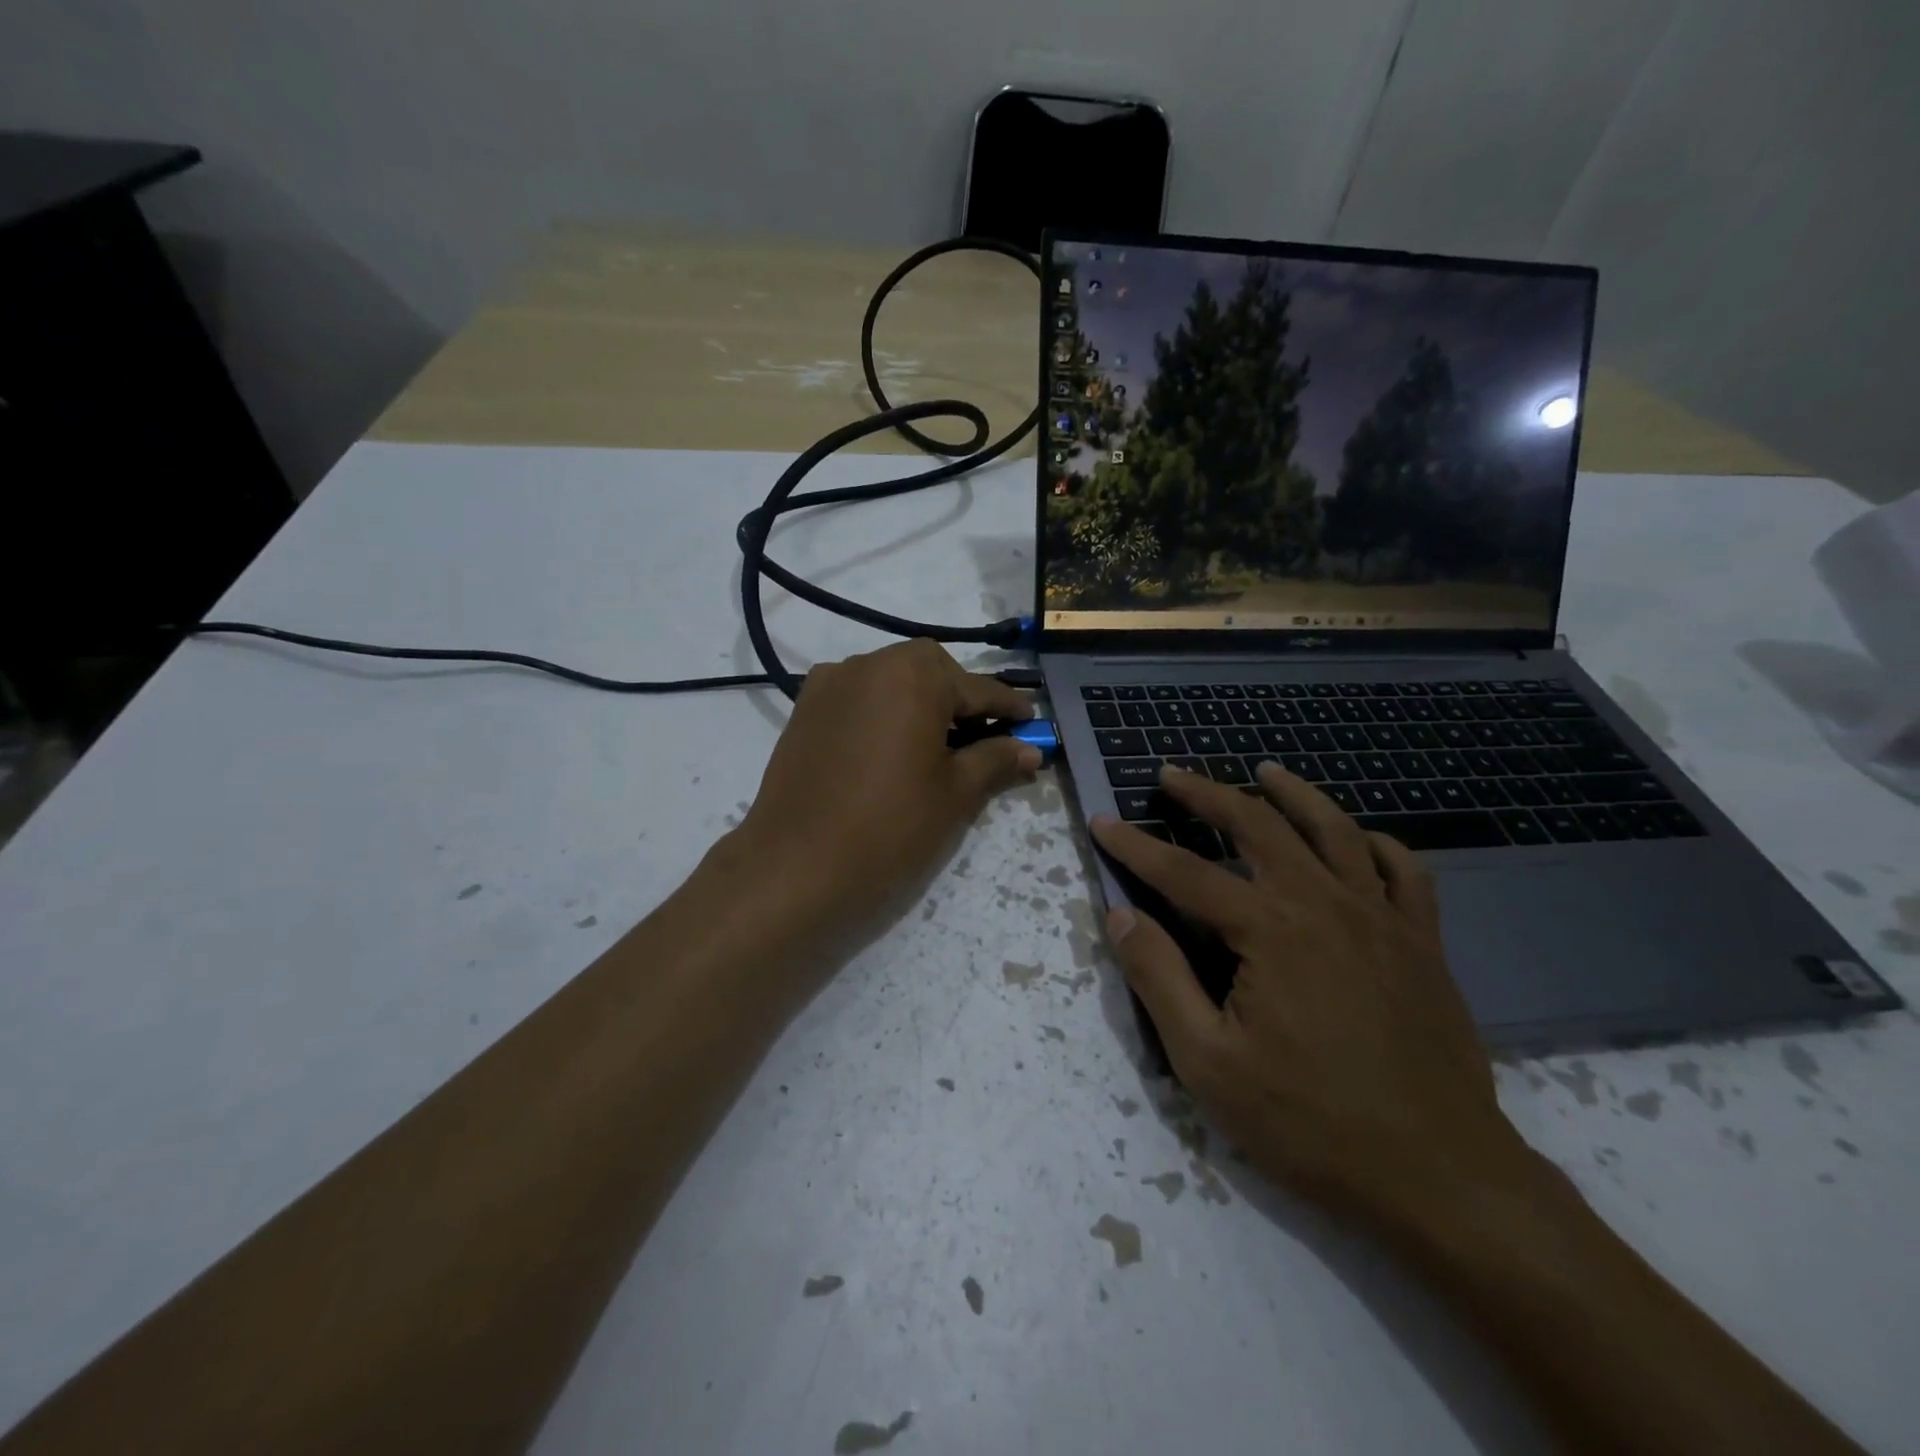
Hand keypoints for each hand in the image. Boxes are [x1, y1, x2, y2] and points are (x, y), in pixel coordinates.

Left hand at [732, 639, 1038, 950]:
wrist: (796, 868)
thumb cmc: (891, 827)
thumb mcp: (956, 794)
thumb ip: (995, 760)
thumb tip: (1030, 749)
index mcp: (914, 674)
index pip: (977, 687)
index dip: (1009, 708)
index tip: (1032, 721)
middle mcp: (869, 663)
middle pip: (930, 672)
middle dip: (960, 698)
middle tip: (980, 736)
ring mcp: (829, 684)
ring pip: (891, 681)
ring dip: (920, 703)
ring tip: (936, 746)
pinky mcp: (804, 710)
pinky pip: (858, 698)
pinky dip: (883, 713)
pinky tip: (891, 749)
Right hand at [1090, 763, 1537, 1231]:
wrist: (1440, 1177)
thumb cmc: (1311, 1123)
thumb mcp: (1208, 1063)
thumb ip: (1160, 979)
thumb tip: (1121, 916)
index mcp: (1269, 930)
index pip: (1185, 873)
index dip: (1137, 845)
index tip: (1102, 820)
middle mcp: (1324, 904)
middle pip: (1258, 826)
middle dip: (1208, 795)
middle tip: (1172, 774)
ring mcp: (1382, 918)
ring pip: (1334, 830)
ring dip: (1293, 793)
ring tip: (1264, 770)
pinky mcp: (1423, 943)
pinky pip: (1405, 870)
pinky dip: (1376, 842)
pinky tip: (1357, 838)